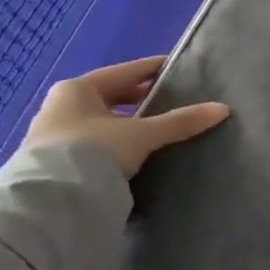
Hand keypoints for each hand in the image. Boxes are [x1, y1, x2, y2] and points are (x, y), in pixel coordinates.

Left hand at [24, 56, 228, 177]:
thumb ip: (180, 121)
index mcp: (78, 88)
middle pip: (111, 96)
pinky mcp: (51, 162)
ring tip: (156, 130)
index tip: (178, 68)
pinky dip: (113, 144)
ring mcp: (52, 135)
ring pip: (101, 121)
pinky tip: (132, 153)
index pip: (126, 72)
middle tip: (171, 100)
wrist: (47, 201)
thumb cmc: (93, 151)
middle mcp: (60, 106)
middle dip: (140, 99)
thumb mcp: (142, 134)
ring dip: (126, 124)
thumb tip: (222, 109)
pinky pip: (92, 143)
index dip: (154, 69)